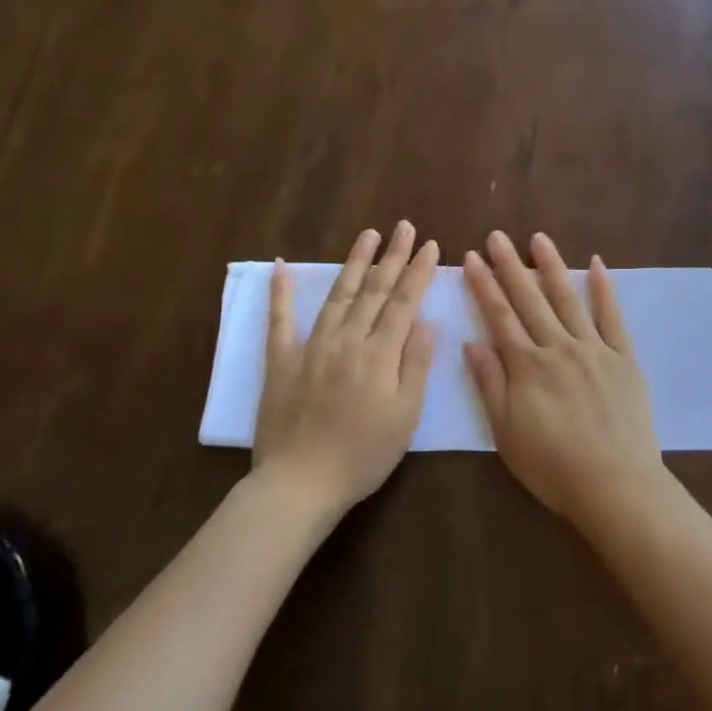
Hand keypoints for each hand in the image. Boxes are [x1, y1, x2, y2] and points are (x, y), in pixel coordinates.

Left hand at [253, 222, 438, 510]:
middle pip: (374, 291)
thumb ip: (415, 365)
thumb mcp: (405, 415)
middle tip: (405, 226)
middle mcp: (347, 341)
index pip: (404, 303)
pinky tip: (280, 266)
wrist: (300, 484)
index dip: (419, 272)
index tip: (431, 245)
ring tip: (368, 235)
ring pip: (338, 296)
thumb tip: (425, 322)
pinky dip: (281, 292)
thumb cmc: (363, 455)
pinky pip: (280, 321)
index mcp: (379, 355)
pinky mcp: (282, 362)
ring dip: (354, 263)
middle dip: (393, 256)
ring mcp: (311, 348)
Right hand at [462, 231, 665, 525]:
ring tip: (538, 238)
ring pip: (568, 299)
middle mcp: (558, 347)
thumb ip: (489, 384)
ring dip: (552, 266)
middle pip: (530, 300)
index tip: (471, 258)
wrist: (615, 485)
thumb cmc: (553, 466)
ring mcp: (594, 349)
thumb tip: (471, 342)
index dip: (483, 285)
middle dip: (510, 266)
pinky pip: (612, 317)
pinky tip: (596, 264)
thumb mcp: (506, 433)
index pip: (499, 316)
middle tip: (497, 236)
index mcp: (527, 366)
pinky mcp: (623, 358)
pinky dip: (603, 289)